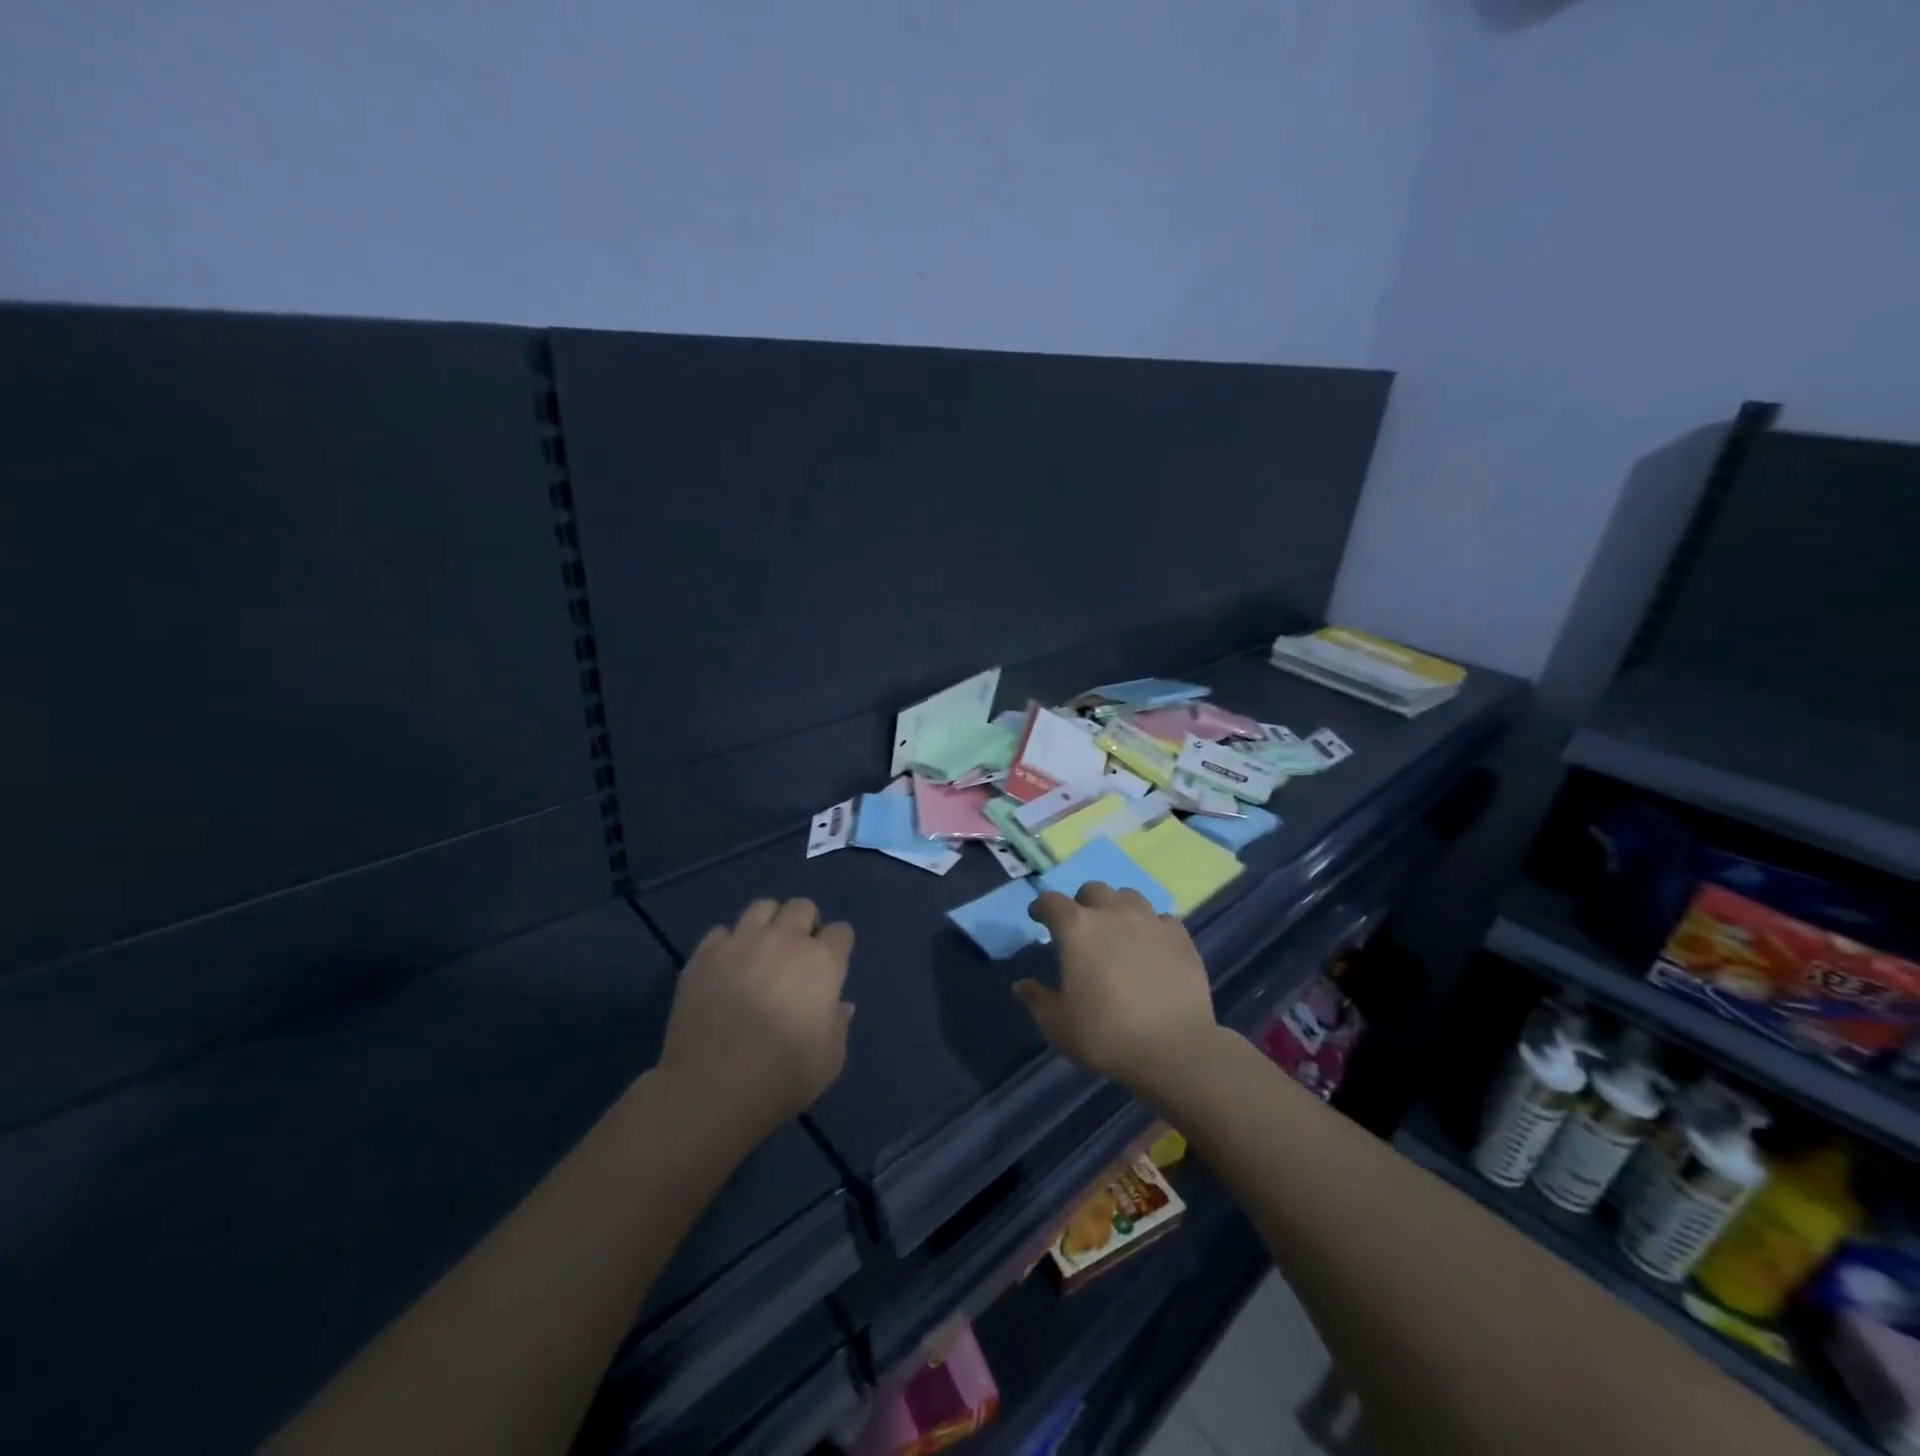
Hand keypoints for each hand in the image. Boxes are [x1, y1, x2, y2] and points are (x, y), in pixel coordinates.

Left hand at [657, 897, 854, 1142]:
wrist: (711, 1088)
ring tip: (761, 952)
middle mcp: (784, 940)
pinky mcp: (705, 955)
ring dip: (768, 925)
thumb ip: (838, 1024)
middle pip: (802, 907)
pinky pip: (721, 932)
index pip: (841, 931)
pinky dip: (728, 945)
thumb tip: (839, 1004)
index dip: (838, 947)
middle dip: (804, 925)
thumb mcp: (829, 1061)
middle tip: (796, 957)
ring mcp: (741, 942)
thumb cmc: (781, 1077)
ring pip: (762, 907)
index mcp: (822, 962)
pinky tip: (726, 969)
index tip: (830, 969)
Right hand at [1012, 882, 1221, 1097]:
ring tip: (1117, 929)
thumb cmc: (1106, 1035)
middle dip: (1082, 903)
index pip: (1051, 901)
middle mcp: (1112, 914)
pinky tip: (1150, 945)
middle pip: (1093, 890)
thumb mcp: (1058, 1025)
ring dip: (1117, 907)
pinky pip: (1160, 918)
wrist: (1174, 1049)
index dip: (1041, 907)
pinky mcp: (1179, 936)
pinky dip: (1150, 926)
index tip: (1038, 918)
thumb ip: (1037, 1000)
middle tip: (1081, 927)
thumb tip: (1021, 985)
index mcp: (1077, 929)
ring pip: (1128, 896)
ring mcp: (1150, 921)